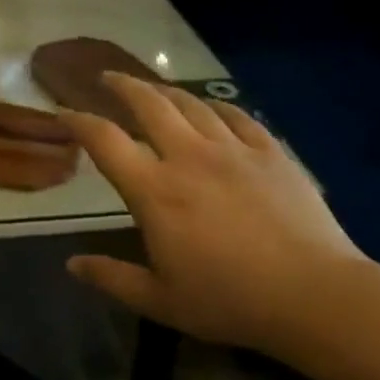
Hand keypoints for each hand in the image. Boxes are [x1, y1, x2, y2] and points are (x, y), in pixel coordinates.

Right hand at [60, 75, 369, 356]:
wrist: (316, 297)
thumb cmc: (231, 301)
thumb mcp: (161, 301)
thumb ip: (112, 278)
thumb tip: (72, 264)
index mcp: (155, 190)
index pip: (105, 140)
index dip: (78, 121)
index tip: (63, 113)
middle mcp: (188, 156)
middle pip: (148, 103)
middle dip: (122, 85)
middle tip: (107, 78)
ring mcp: (232, 150)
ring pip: (191, 104)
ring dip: (165, 91)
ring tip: (153, 88)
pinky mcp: (270, 153)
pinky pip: (237, 116)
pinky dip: (216, 106)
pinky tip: (212, 108)